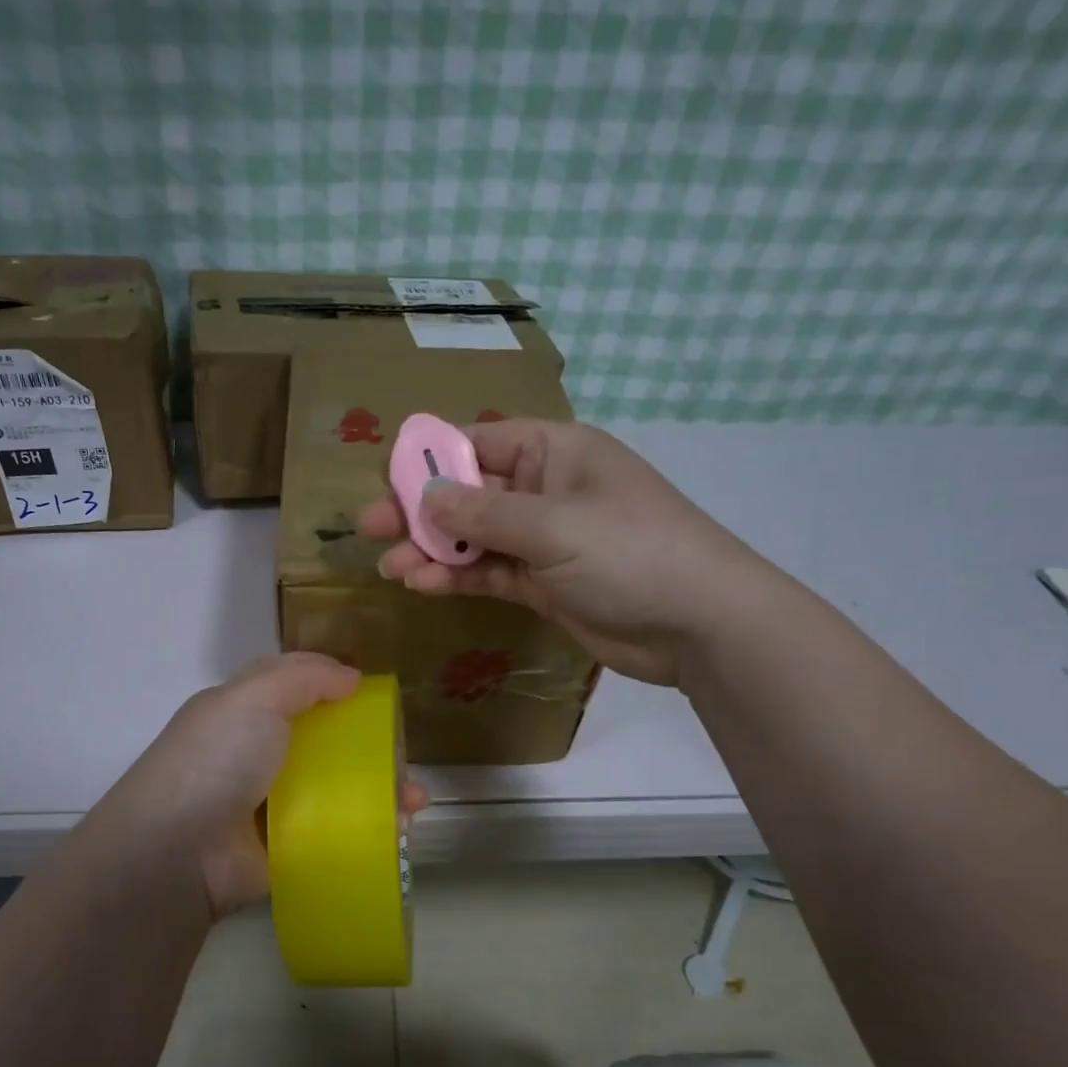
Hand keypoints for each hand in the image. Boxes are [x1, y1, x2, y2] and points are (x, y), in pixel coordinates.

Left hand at [95, 654, 428, 921]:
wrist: (179, 850)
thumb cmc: (216, 759)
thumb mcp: (254, 698)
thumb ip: (303, 678)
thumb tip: (350, 676)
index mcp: (241, 710)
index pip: (291, 683)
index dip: (329, 678)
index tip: (371, 687)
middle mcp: (256, 751)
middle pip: (321, 737)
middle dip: (365, 739)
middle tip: (402, 747)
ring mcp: (270, 800)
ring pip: (335, 785)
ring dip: (377, 788)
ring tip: (414, 797)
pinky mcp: (285, 844)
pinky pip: (334, 829)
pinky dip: (367, 828)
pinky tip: (400, 828)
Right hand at [360, 418, 779, 686]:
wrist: (698, 624)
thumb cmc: (631, 553)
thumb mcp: (553, 526)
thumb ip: (483, 515)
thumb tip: (425, 498)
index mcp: (553, 452)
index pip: (477, 442)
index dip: (429, 456)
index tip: (383, 477)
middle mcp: (544, 489)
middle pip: (468, 492)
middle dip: (419, 509)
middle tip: (369, 527)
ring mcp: (543, 539)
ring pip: (473, 538)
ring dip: (431, 550)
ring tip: (389, 567)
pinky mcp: (542, 583)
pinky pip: (489, 572)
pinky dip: (457, 577)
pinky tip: (423, 585)